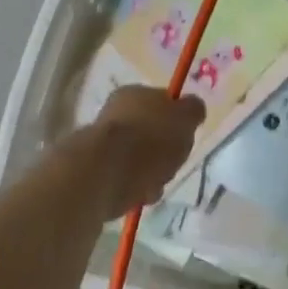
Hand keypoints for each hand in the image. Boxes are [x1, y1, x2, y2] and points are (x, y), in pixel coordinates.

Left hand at [76, 87, 205, 218]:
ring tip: (157, 183)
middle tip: (174, 162)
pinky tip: (141, 194)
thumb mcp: (185, 117)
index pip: (161, 101)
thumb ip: (192, 110)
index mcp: (134, 94)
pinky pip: (126, 180)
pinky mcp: (95, 173)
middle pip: (150, 133)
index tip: (186, 136)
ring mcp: (101, 145)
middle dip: (164, 152)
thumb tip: (192, 108)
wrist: (106, 174)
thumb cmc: (151, 138)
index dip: (177, 119)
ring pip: (138, 159)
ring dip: (152, 173)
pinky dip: (136, 188)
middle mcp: (114, 114)